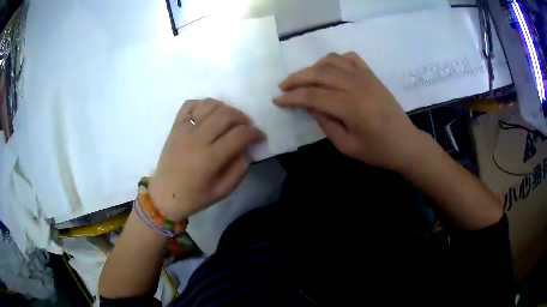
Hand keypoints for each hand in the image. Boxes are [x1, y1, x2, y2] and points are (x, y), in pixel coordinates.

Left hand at [148, 99, 264, 221]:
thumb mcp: (222, 191)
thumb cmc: (194, 197)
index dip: (255, 133)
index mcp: (209, 159)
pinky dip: (203, 104)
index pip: (239, 135)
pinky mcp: (175, 126)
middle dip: (243, 118)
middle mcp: (197, 139)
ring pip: (209, 105)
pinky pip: (189, 104)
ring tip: (229, 120)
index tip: (260, 137)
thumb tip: (247, 150)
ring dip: (225, 108)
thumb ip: (239, 170)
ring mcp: (184, 129)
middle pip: (226, 114)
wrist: (164, 194)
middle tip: (247, 127)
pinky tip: (209, 115)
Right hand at [274, 52, 425, 171]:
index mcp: (351, 107)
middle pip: (319, 73)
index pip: (313, 96)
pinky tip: (330, 69)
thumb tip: (308, 105)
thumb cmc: (377, 151)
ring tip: (304, 78)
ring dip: (313, 67)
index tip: (277, 100)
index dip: (292, 97)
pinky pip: (350, 58)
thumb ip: (325, 123)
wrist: (406, 143)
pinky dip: (335, 59)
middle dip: (297, 78)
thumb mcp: (347, 146)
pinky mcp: (372, 75)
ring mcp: (366, 77)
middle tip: (283, 86)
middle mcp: (357, 86)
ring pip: (332, 61)